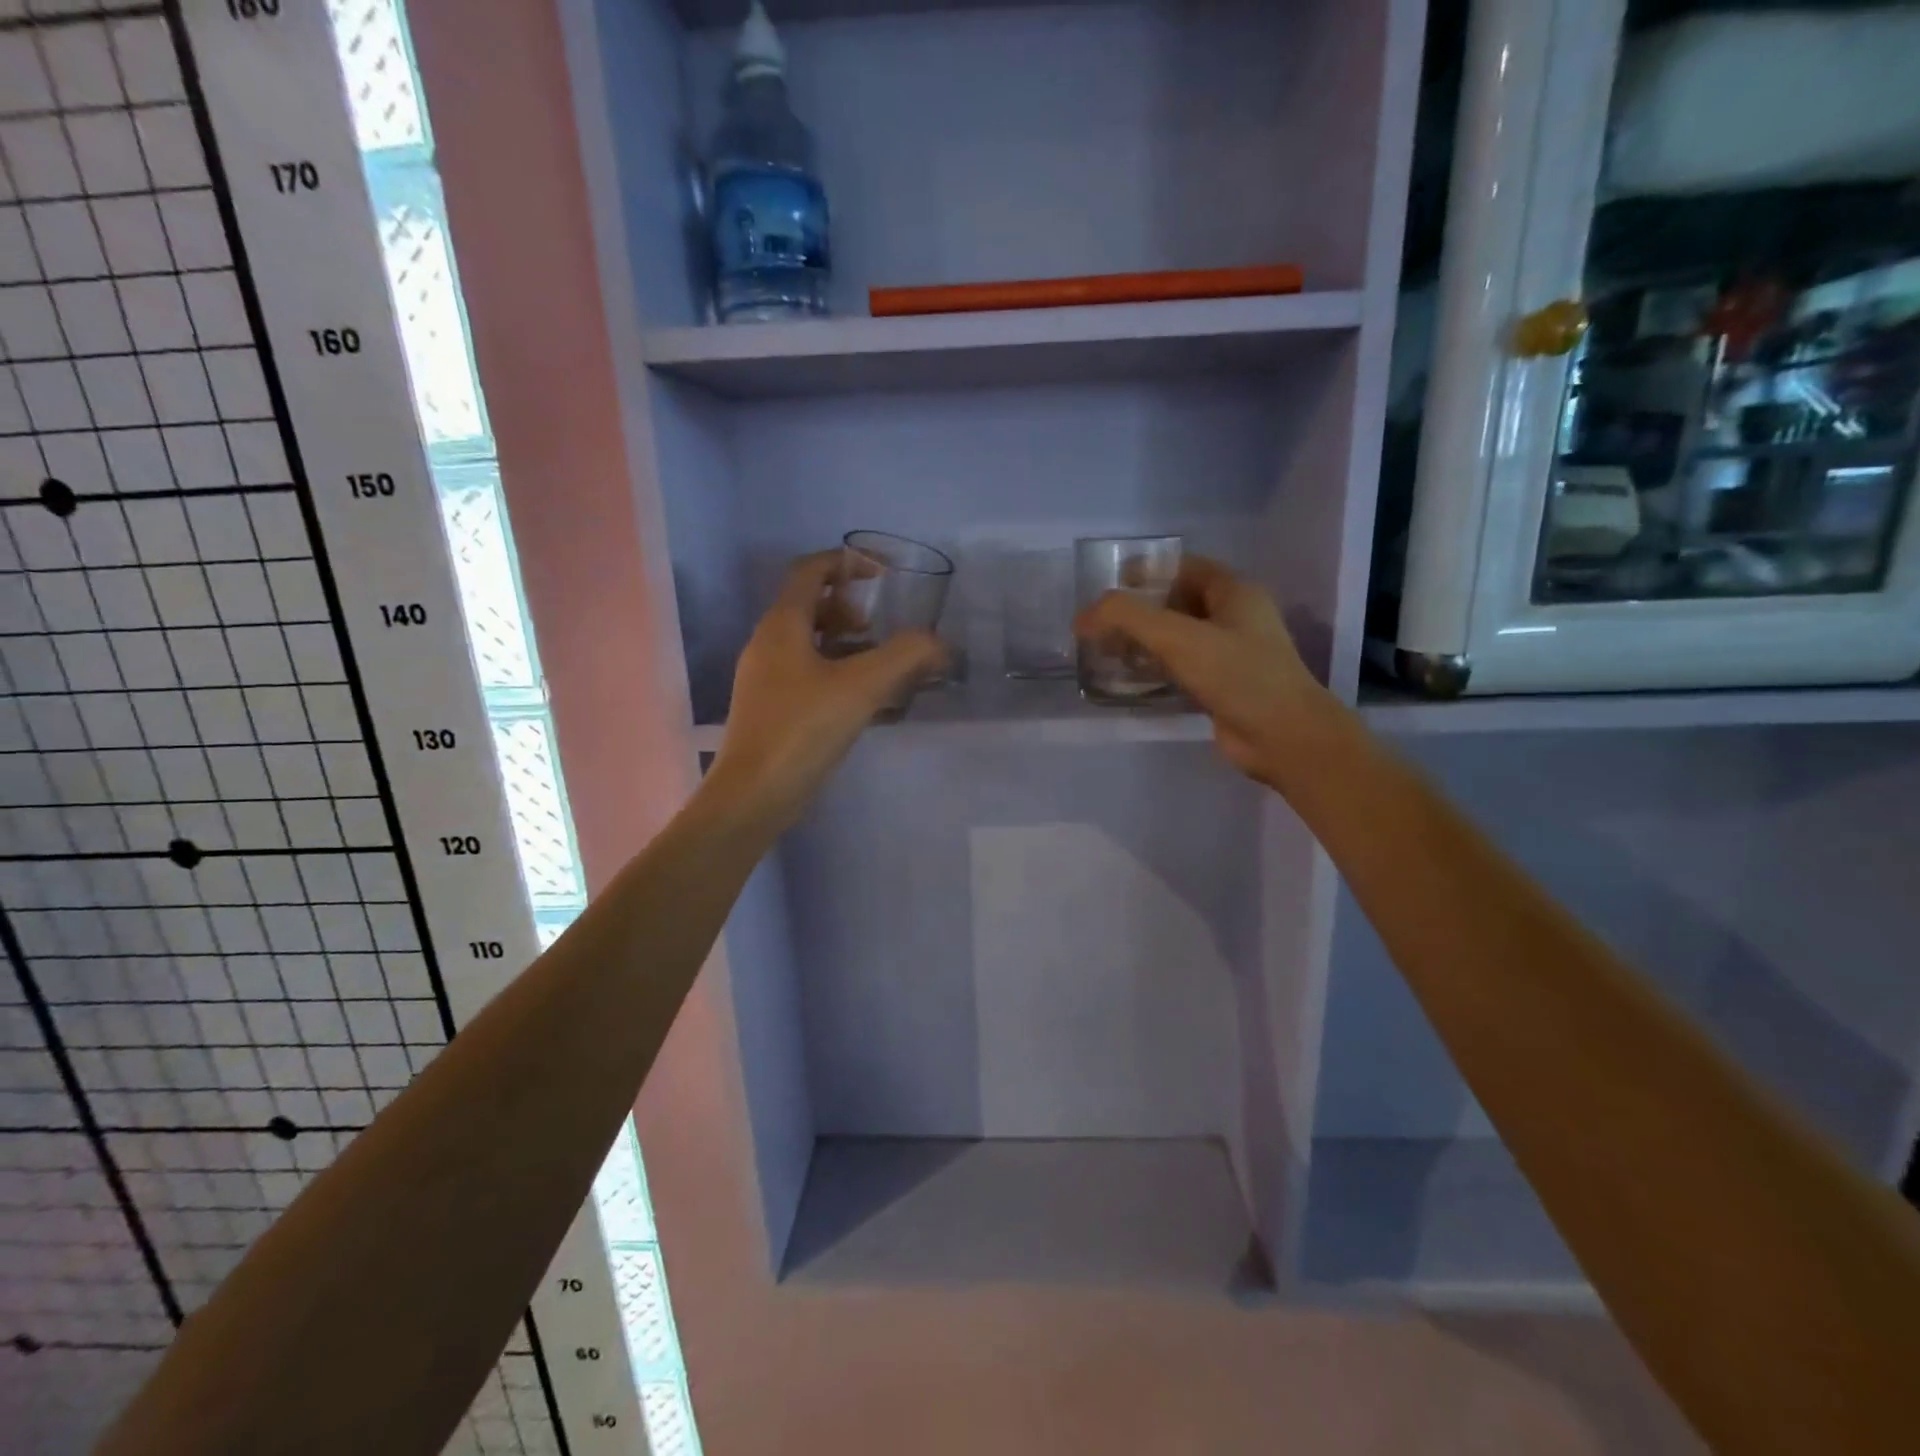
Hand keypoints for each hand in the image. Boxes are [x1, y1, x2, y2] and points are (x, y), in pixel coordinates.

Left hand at [708, 552, 947, 829]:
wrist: (754, 793)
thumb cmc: (803, 728)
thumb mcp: (862, 686)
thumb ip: (905, 657)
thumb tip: (938, 644)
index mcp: (782, 625)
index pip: (811, 570)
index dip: (847, 562)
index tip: (884, 575)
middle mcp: (769, 644)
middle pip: (810, 605)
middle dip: (850, 607)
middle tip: (881, 627)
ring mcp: (767, 678)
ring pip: (810, 643)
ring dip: (847, 643)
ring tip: (882, 664)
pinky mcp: (773, 708)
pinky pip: (809, 673)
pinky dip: (838, 672)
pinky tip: (865, 700)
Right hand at [1074, 556, 1336, 791]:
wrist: (1283, 737)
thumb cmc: (1237, 675)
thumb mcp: (1178, 638)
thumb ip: (1128, 618)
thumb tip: (1083, 617)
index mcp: (1234, 593)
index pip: (1184, 567)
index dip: (1147, 571)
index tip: (1109, 587)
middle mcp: (1234, 618)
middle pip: (1178, 601)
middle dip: (1139, 609)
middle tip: (1101, 623)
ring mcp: (1230, 654)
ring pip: (1178, 637)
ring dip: (1144, 641)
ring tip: (1106, 650)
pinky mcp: (1221, 686)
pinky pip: (1182, 667)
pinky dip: (1156, 668)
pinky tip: (1130, 678)